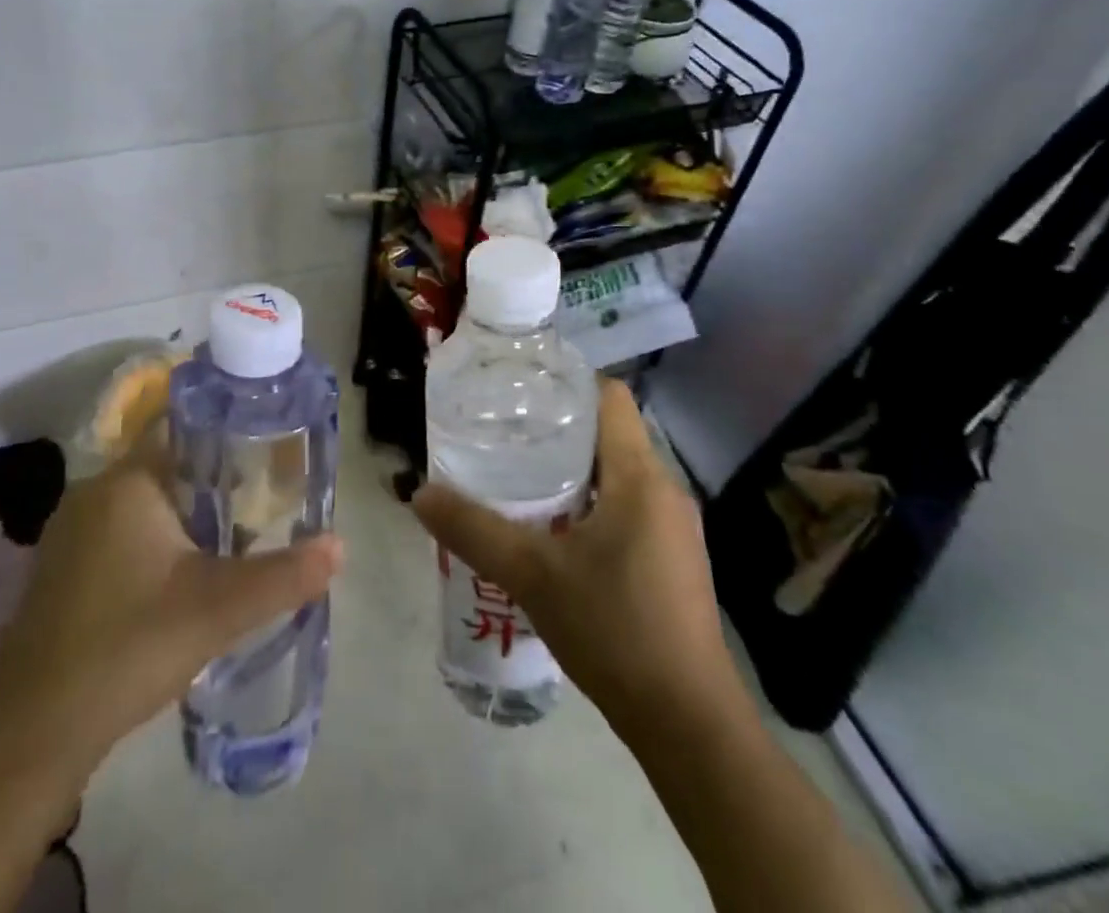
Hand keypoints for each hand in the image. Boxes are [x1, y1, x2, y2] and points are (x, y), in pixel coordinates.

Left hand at [0, 436, 344, 779]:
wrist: (33, 733)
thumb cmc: (129, 647)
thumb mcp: (218, 609)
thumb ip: (283, 575)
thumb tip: (339, 546)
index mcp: (127, 483)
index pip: (181, 428)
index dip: (225, 433)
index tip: (264, 448)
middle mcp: (92, 493)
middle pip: (165, 466)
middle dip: (212, 481)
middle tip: (259, 503)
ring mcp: (69, 532)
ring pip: (141, 502)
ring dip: (182, 515)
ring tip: (229, 539)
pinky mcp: (59, 568)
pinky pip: (117, 532)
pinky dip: (151, 540)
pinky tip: (176, 578)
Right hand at [412, 378, 745, 738]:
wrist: (689, 726)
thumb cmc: (615, 630)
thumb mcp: (533, 575)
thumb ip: (474, 530)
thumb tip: (420, 494)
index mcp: (640, 477)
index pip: (611, 397)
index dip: (568, 382)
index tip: (522, 389)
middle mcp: (664, 491)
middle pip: (610, 434)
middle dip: (558, 428)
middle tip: (505, 433)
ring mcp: (673, 528)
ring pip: (618, 474)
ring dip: (573, 470)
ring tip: (519, 478)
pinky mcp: (672, 561)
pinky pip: (628, 508)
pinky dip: (590, 504)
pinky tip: (553, 532)